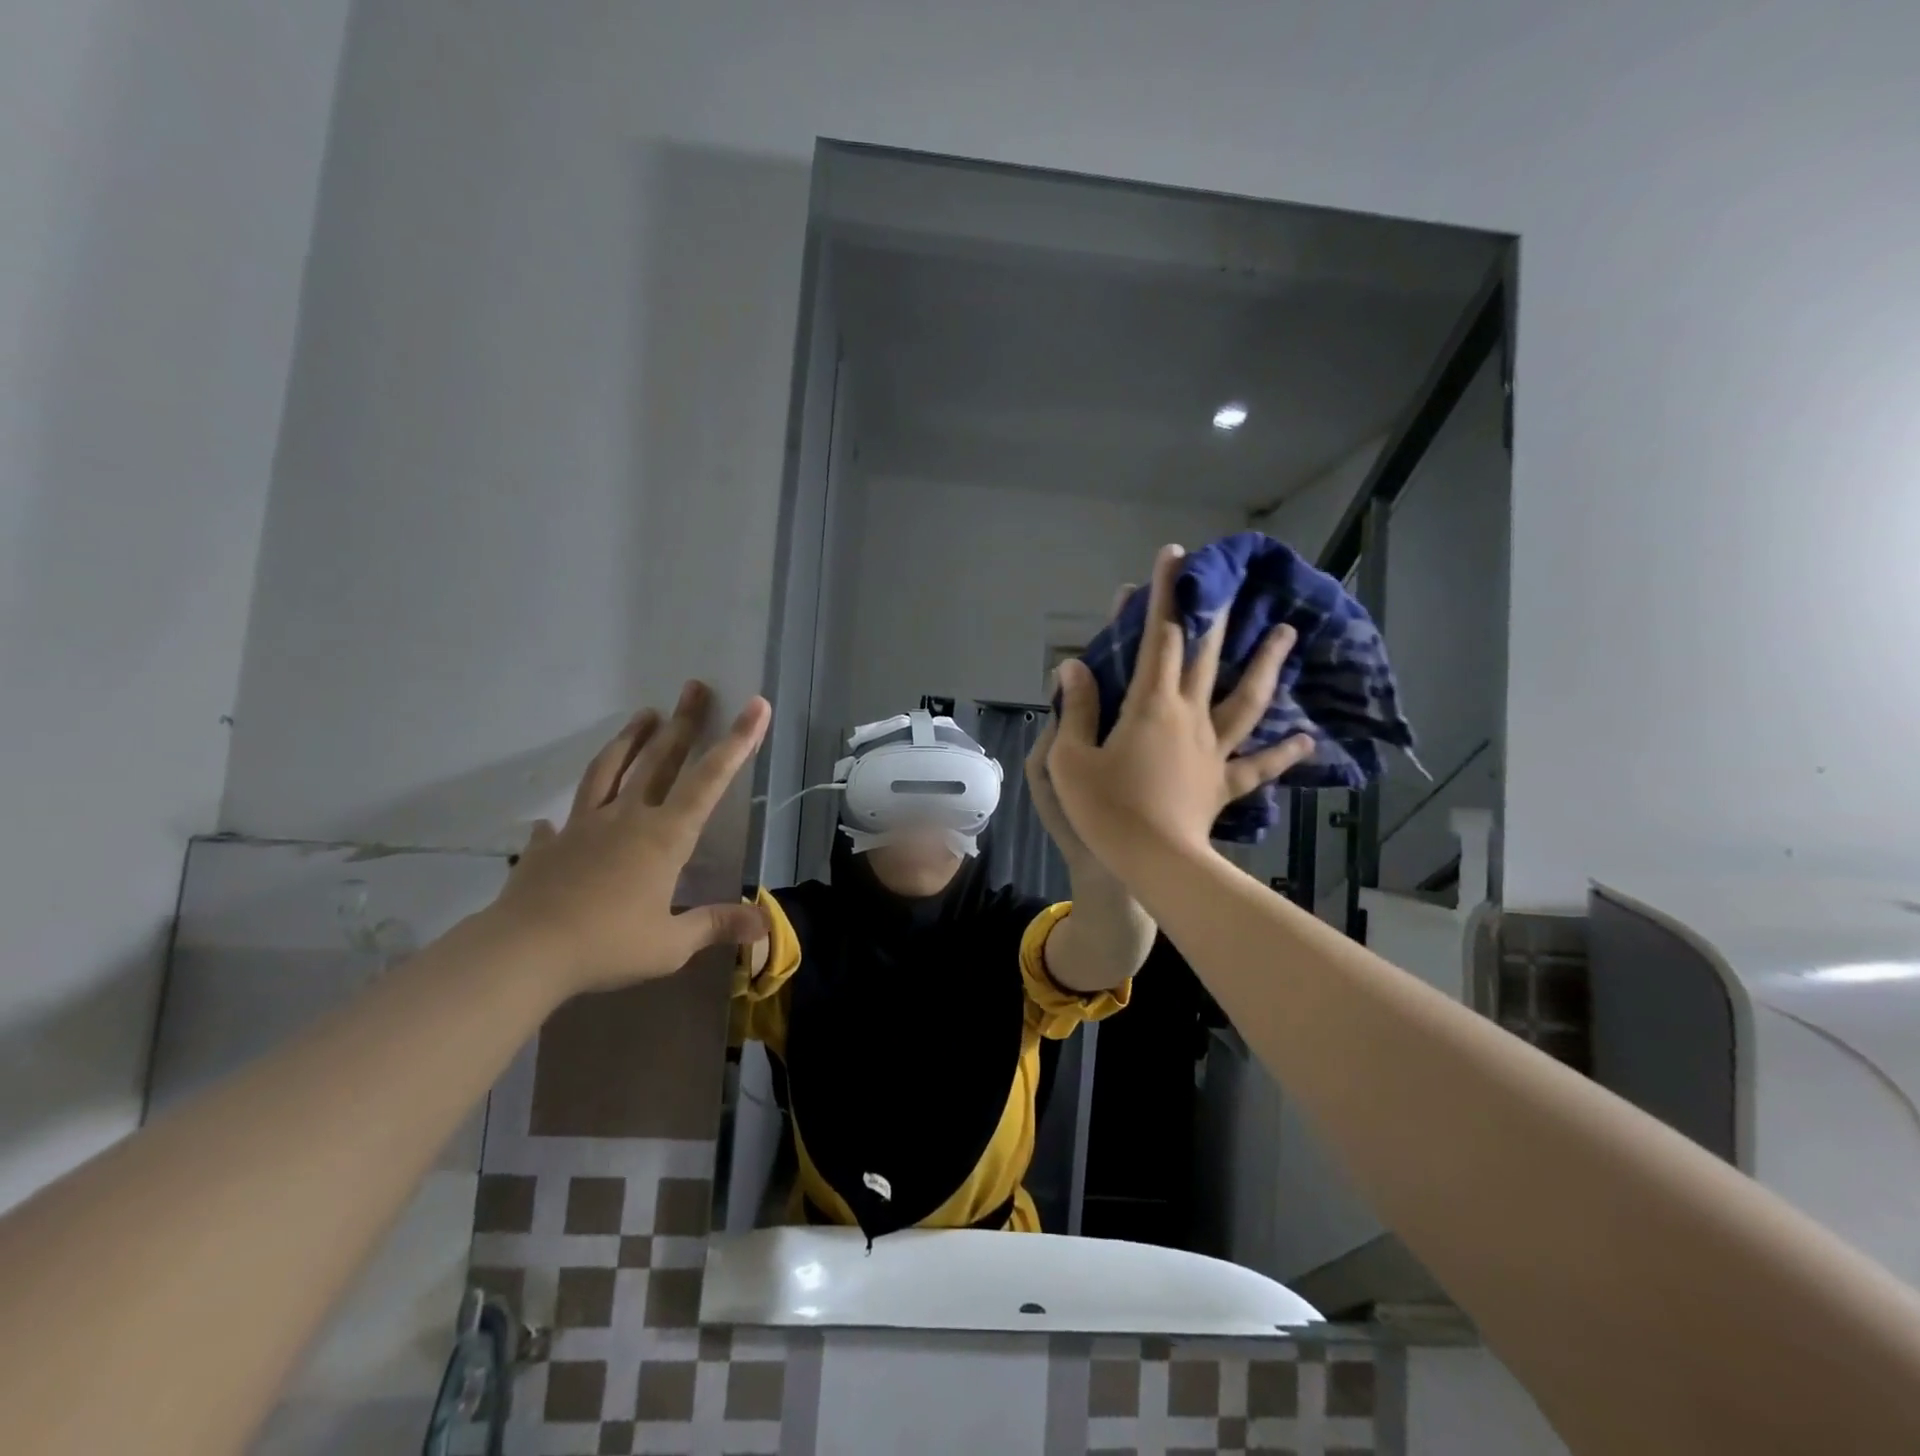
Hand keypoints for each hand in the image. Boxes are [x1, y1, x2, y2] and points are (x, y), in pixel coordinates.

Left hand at [487, 681, 771, 994]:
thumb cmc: (607, 945)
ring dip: (630, 739)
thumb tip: (764, 924)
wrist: (522, 953)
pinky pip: (563, 821)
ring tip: (644, 714)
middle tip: (695, 687)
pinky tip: (557, 819)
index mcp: (664, 837)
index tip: (756, 706)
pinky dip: (568, 815)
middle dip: (683, 722)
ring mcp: (583, 826)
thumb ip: (716, 925)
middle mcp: (627, 818)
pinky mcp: (550, 845)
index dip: (737, 742)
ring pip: (610, 770)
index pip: (709, 780)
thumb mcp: (671, 944)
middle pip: (660, 759)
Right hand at [1045, 545, 1315, 873]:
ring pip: (1246, 698)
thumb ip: (1075, 709)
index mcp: (1149, 705)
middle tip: (1232, 580)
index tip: (1174, 556)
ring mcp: (1212, 749)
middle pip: (1206, 656)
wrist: (1151, 864)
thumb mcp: (1070, 758)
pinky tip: (1305, 738)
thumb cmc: (1104, 809)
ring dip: (1266, 664)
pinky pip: (1257, 764)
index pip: (1159, 637)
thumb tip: (1073, 666)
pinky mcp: (1224, 783)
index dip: (1165, 595)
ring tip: (1287, 633)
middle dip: (1213, 614)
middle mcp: (1188, 716)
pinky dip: (1282, 752)